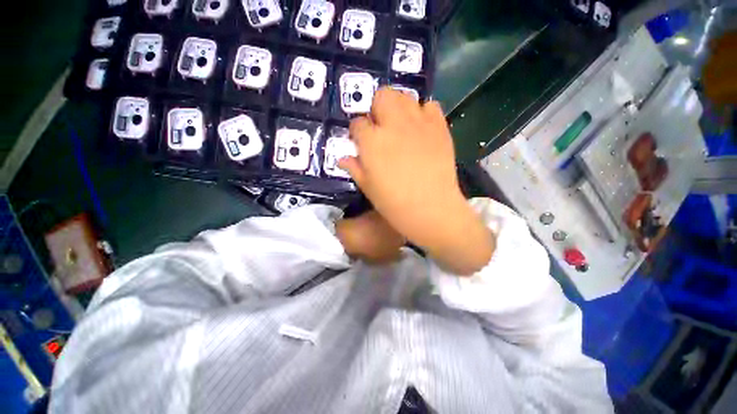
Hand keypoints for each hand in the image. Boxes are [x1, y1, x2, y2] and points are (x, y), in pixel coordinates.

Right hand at [339, 88, 493, 274]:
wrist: (432, 210)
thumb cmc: (395, 204)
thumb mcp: (368, 188)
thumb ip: (355, 168)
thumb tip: (343, 158)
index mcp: (372, 142)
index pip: (357, 123)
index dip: (357, 132)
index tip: (360, 141)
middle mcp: (394, 125)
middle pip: (382, 96)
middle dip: (377, 109)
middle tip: (380, 128)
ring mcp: (419, 123)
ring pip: (405, 96)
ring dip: (398, 108)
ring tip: (400, 126)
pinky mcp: (439, 127)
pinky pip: (430, 106)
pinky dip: (423, 113)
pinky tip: (421, 129)